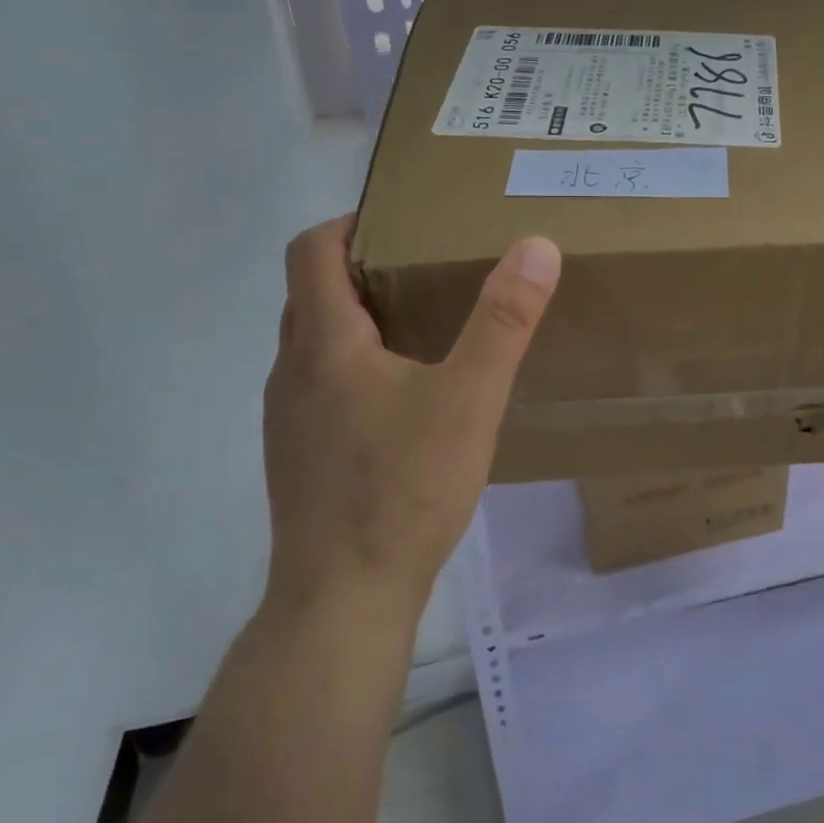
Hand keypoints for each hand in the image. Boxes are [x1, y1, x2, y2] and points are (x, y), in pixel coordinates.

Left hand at [261, 216, 560, 616]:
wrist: (342, 601)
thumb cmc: (403, 488)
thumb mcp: (470, 398)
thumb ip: (504, 321)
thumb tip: (536, 247)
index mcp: (323, 344)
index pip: (311, 251)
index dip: (349, 223)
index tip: (400, 222)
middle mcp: (290, 372)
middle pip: (312, 293)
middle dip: (362, 269)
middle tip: (426, 268)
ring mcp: (287, 419)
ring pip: (314, 344)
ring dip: (357, 321)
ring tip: (422, 326)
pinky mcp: (297, 457)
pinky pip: (319, 386)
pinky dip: (354, 367)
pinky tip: (404, 400)